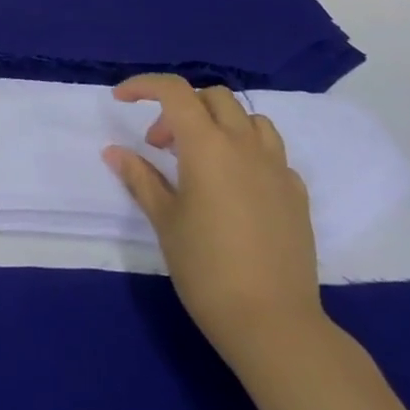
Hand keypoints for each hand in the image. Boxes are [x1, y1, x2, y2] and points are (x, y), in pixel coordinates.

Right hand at [102, 75, 325, 370]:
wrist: (274, 323)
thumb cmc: (207, 269)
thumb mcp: (164, 220)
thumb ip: (140, 178)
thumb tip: (114, 152)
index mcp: (207, 146)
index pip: (175, 91)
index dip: (144, 86)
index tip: (121, 100)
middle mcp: (245, 145)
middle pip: (213, 97)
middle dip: (180, 108)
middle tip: (160, 145)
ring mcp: (277, 168)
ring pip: (249, 119)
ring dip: (218, 123)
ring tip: (199, 158)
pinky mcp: (296, 193)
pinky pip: (270, 151)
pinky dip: (245, 151)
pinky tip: (233, 185)